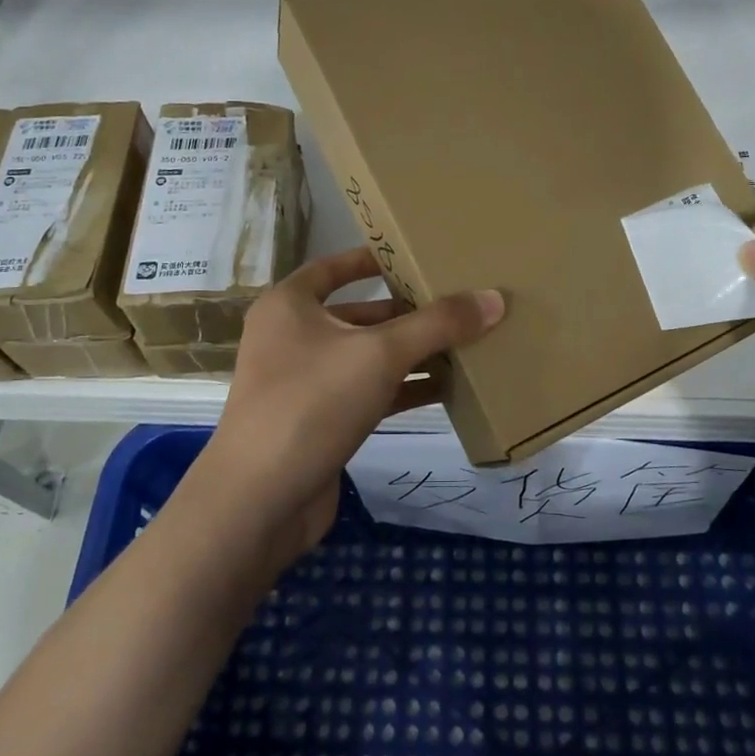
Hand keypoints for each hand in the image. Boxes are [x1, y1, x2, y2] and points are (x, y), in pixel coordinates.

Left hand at [191, 246, 505, 564]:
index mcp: (290, 305)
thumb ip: (438, 325)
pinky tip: (447, 389)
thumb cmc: (311, 403)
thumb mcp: (379, 354)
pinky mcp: (321, 421)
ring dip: (413, 353)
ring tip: (467, 342)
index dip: (375, 259)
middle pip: (361, 313)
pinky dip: (404, 388)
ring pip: (368, 356)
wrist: (260, 500)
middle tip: (461, 303)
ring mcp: (305, 382)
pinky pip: (369, 392)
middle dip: (409, 312)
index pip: (335, 267)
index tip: (417, 255)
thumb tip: (494, 298)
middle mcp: (294, 337)